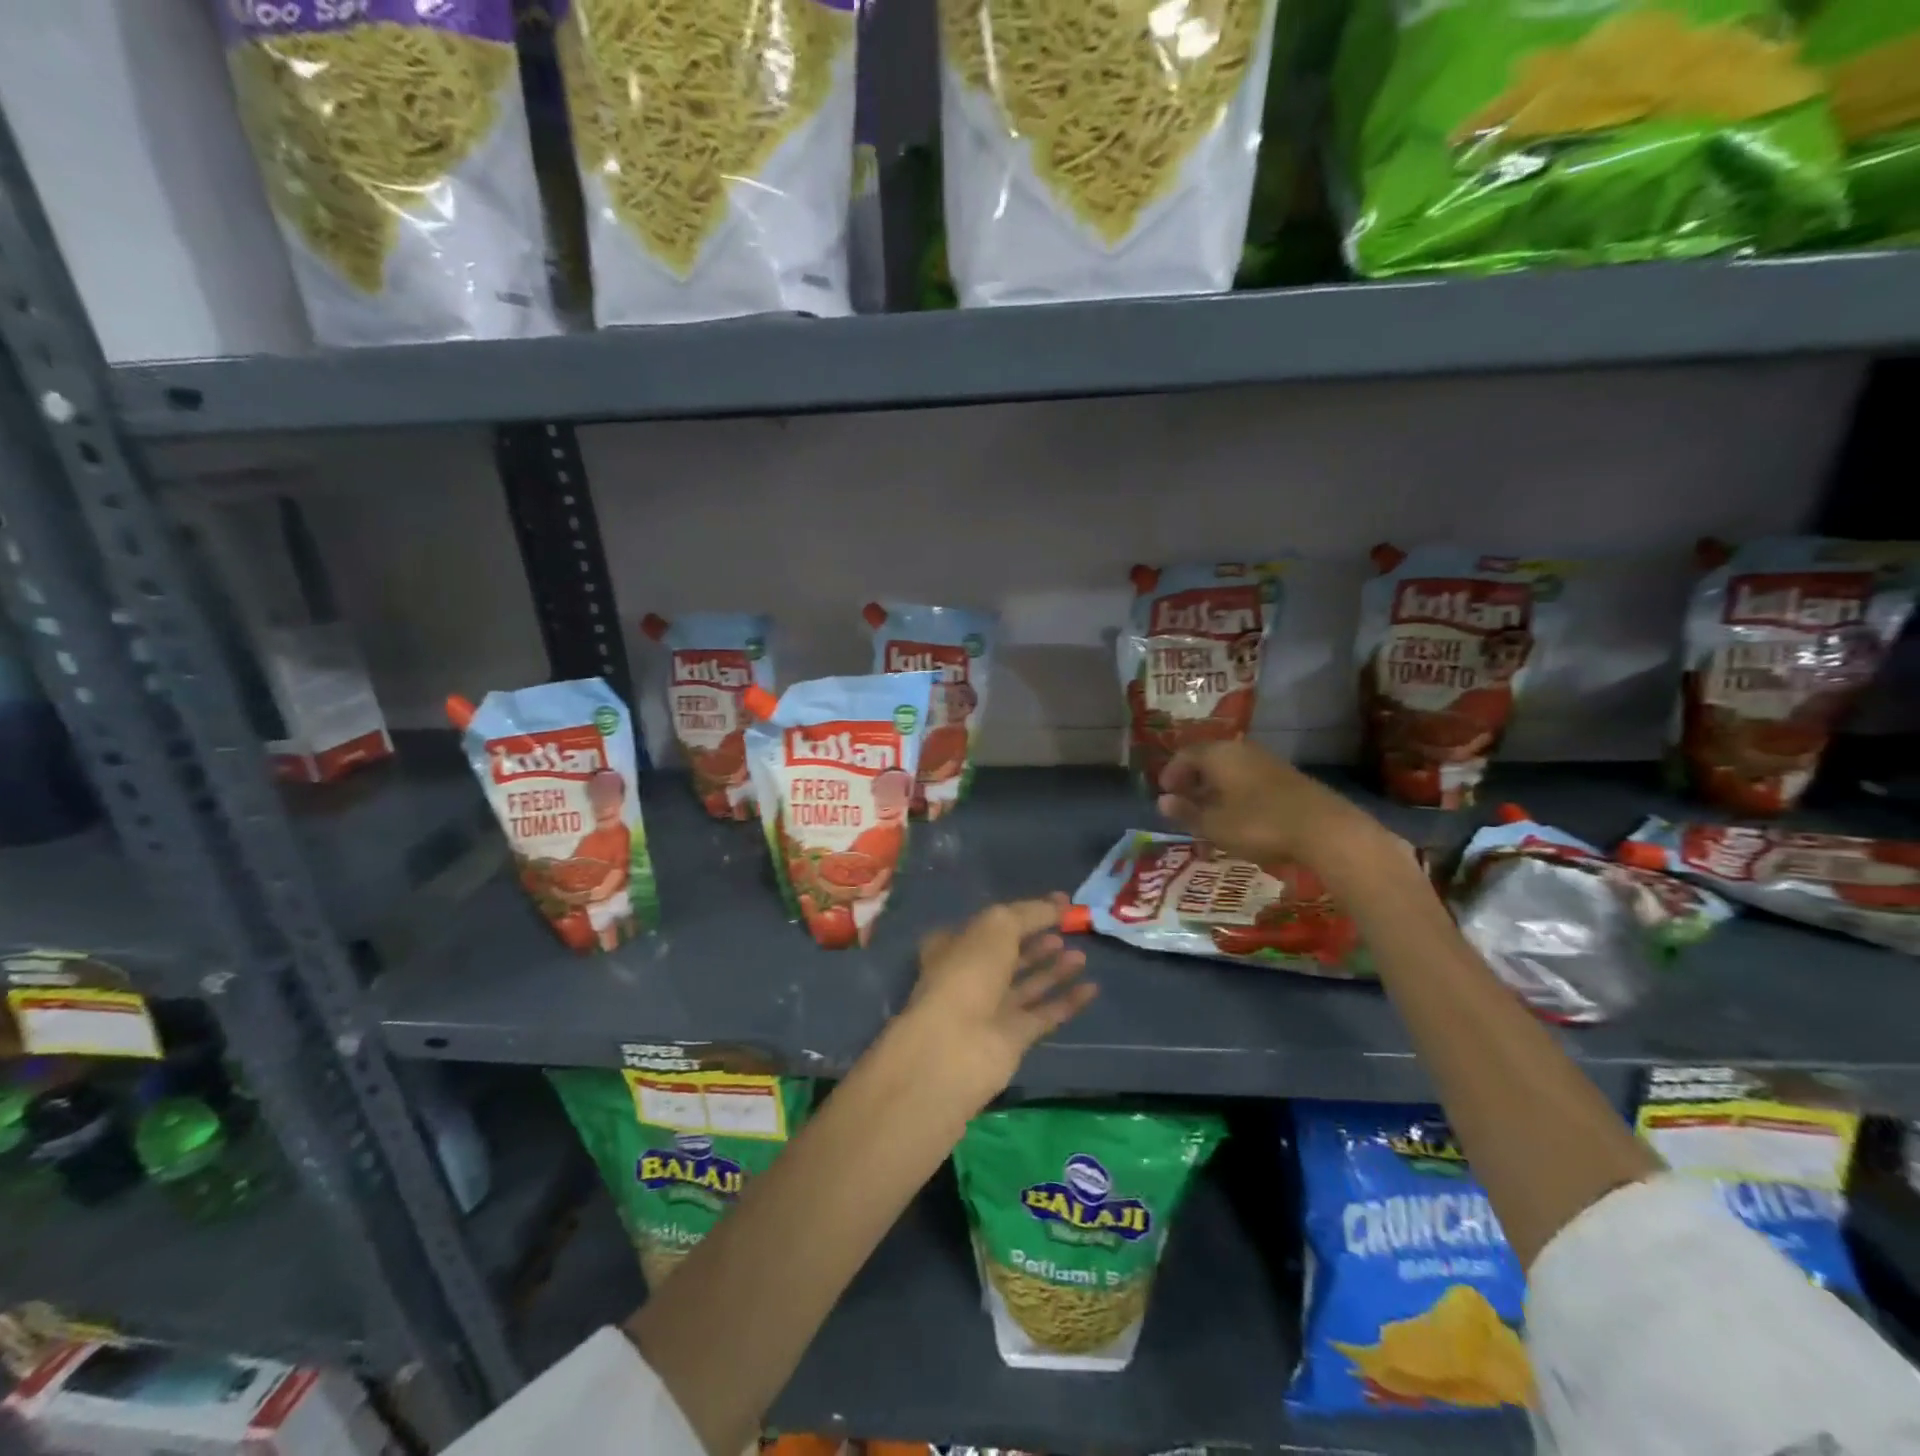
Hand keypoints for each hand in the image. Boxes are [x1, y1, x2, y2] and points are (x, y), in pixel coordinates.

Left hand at [905, 895, 1095, 1096]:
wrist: (956, 1046)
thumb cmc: (968, 972)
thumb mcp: (997, 926)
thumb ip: (1030, 913)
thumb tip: (1059, 904)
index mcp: (955, 945)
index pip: (992, 923)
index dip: (1023, 912)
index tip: (1058, 904)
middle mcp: (970, 975)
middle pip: (1010, 954)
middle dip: (1038, 942)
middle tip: (1069, 930)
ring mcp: (991, 1009)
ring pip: (1028, 984)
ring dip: (1054, 969)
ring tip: (1082, 955)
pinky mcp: (1013, 1038)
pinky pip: (1044, 1014)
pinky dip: (1067, 1001)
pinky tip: (1091, 988)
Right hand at [1157, 740, 1381, 867]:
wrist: (1324, 829)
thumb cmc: (1259, 824)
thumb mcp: (1214, 824)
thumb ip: (1186, 812)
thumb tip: (1162, 801)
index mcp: (1219, 754)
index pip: (1185, 754)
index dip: (1171, 773)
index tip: (1164, 793)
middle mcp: (1241, 750)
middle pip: (1209, 758)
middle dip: (1193, 778)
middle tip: (1184, 801)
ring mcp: (1267, 761)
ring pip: (1231, 768)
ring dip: (1215, 786)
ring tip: (1209, 811)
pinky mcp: (1287, 777)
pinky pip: (1249, 777)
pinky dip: (1236, 791)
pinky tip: (1239, 813)